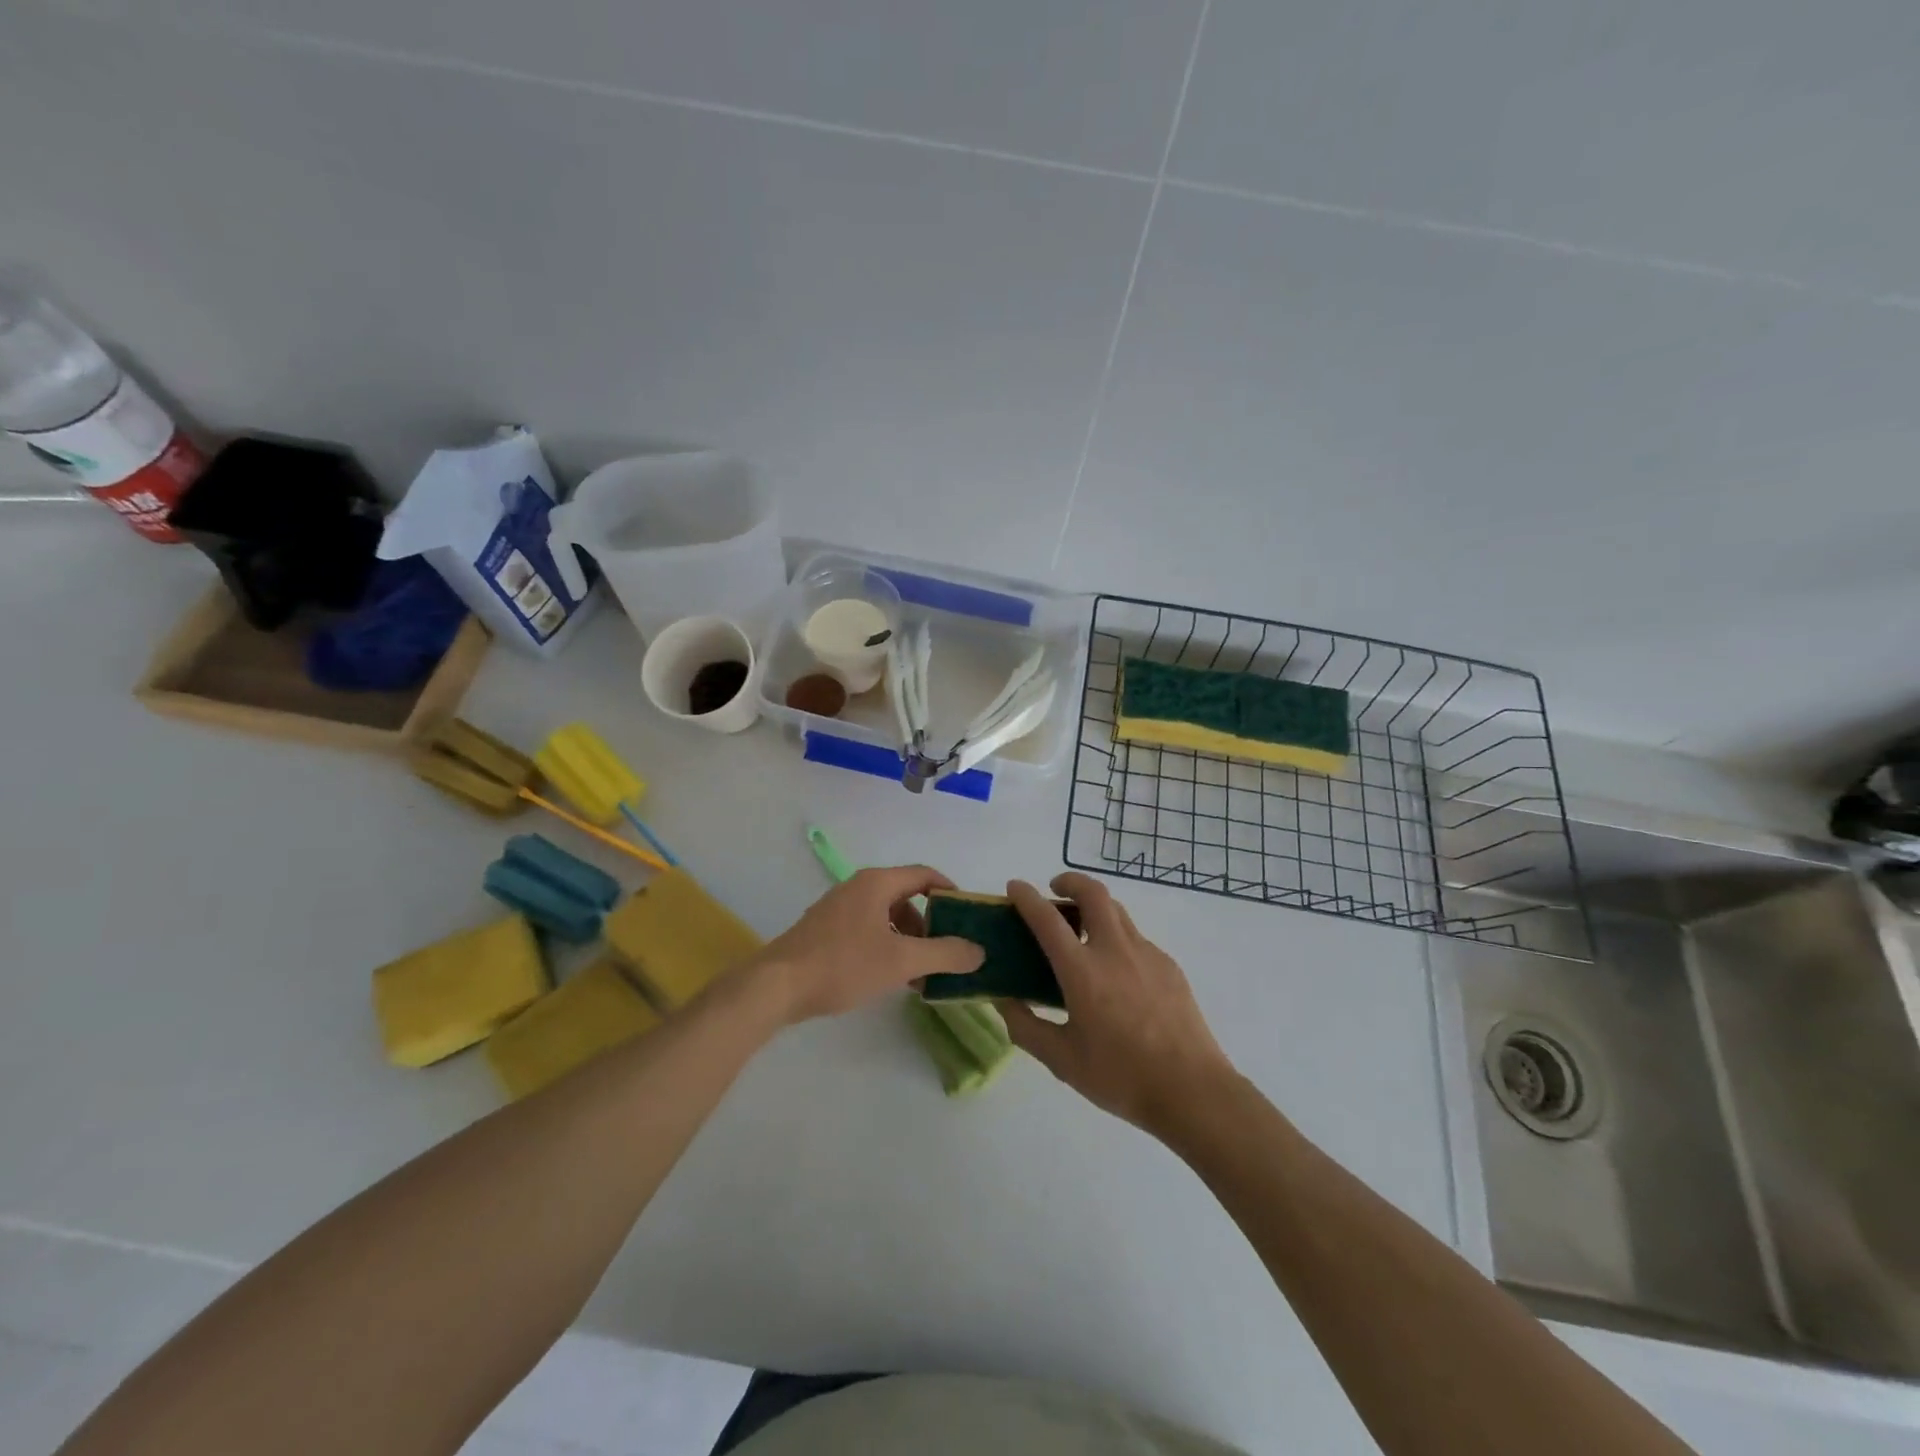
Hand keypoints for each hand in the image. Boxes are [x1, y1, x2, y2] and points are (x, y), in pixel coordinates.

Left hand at [755, 865, 984, 1023]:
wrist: (777, 986)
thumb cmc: (843, 964)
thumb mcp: (901, 961)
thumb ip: (944, 954)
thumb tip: (979, 951)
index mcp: (877, 883)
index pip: (925, 875)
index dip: (950, 892)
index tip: (968, 917)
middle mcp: (858, 887)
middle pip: (906, 897)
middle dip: (930, 925)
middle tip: (945, 953)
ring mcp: (839, 908)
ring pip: (886, 916)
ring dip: (908, 940)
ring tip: (919, 974)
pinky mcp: (825, 930)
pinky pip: (867, 929)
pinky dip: (886, 946)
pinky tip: (889, 977)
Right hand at [999, 873, 1234, 1137]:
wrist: (1192, 1091)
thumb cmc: (1121, 1077)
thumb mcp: (1062, 1061)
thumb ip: (1027, 1028)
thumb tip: (1004, 1003)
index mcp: (1083, 972)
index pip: (1048, 919)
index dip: (1027, 897)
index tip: (1015, 886)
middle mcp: (1115, 951)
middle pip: (1093, 893)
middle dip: (1070, 881)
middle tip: (1056, 890)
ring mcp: (1147, 954)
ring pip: (1118, 911)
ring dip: (1095, 906)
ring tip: (1082, 929)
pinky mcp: (1169, 966)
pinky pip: (1137, 939)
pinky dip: (1117, 938)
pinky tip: (1116, 973)